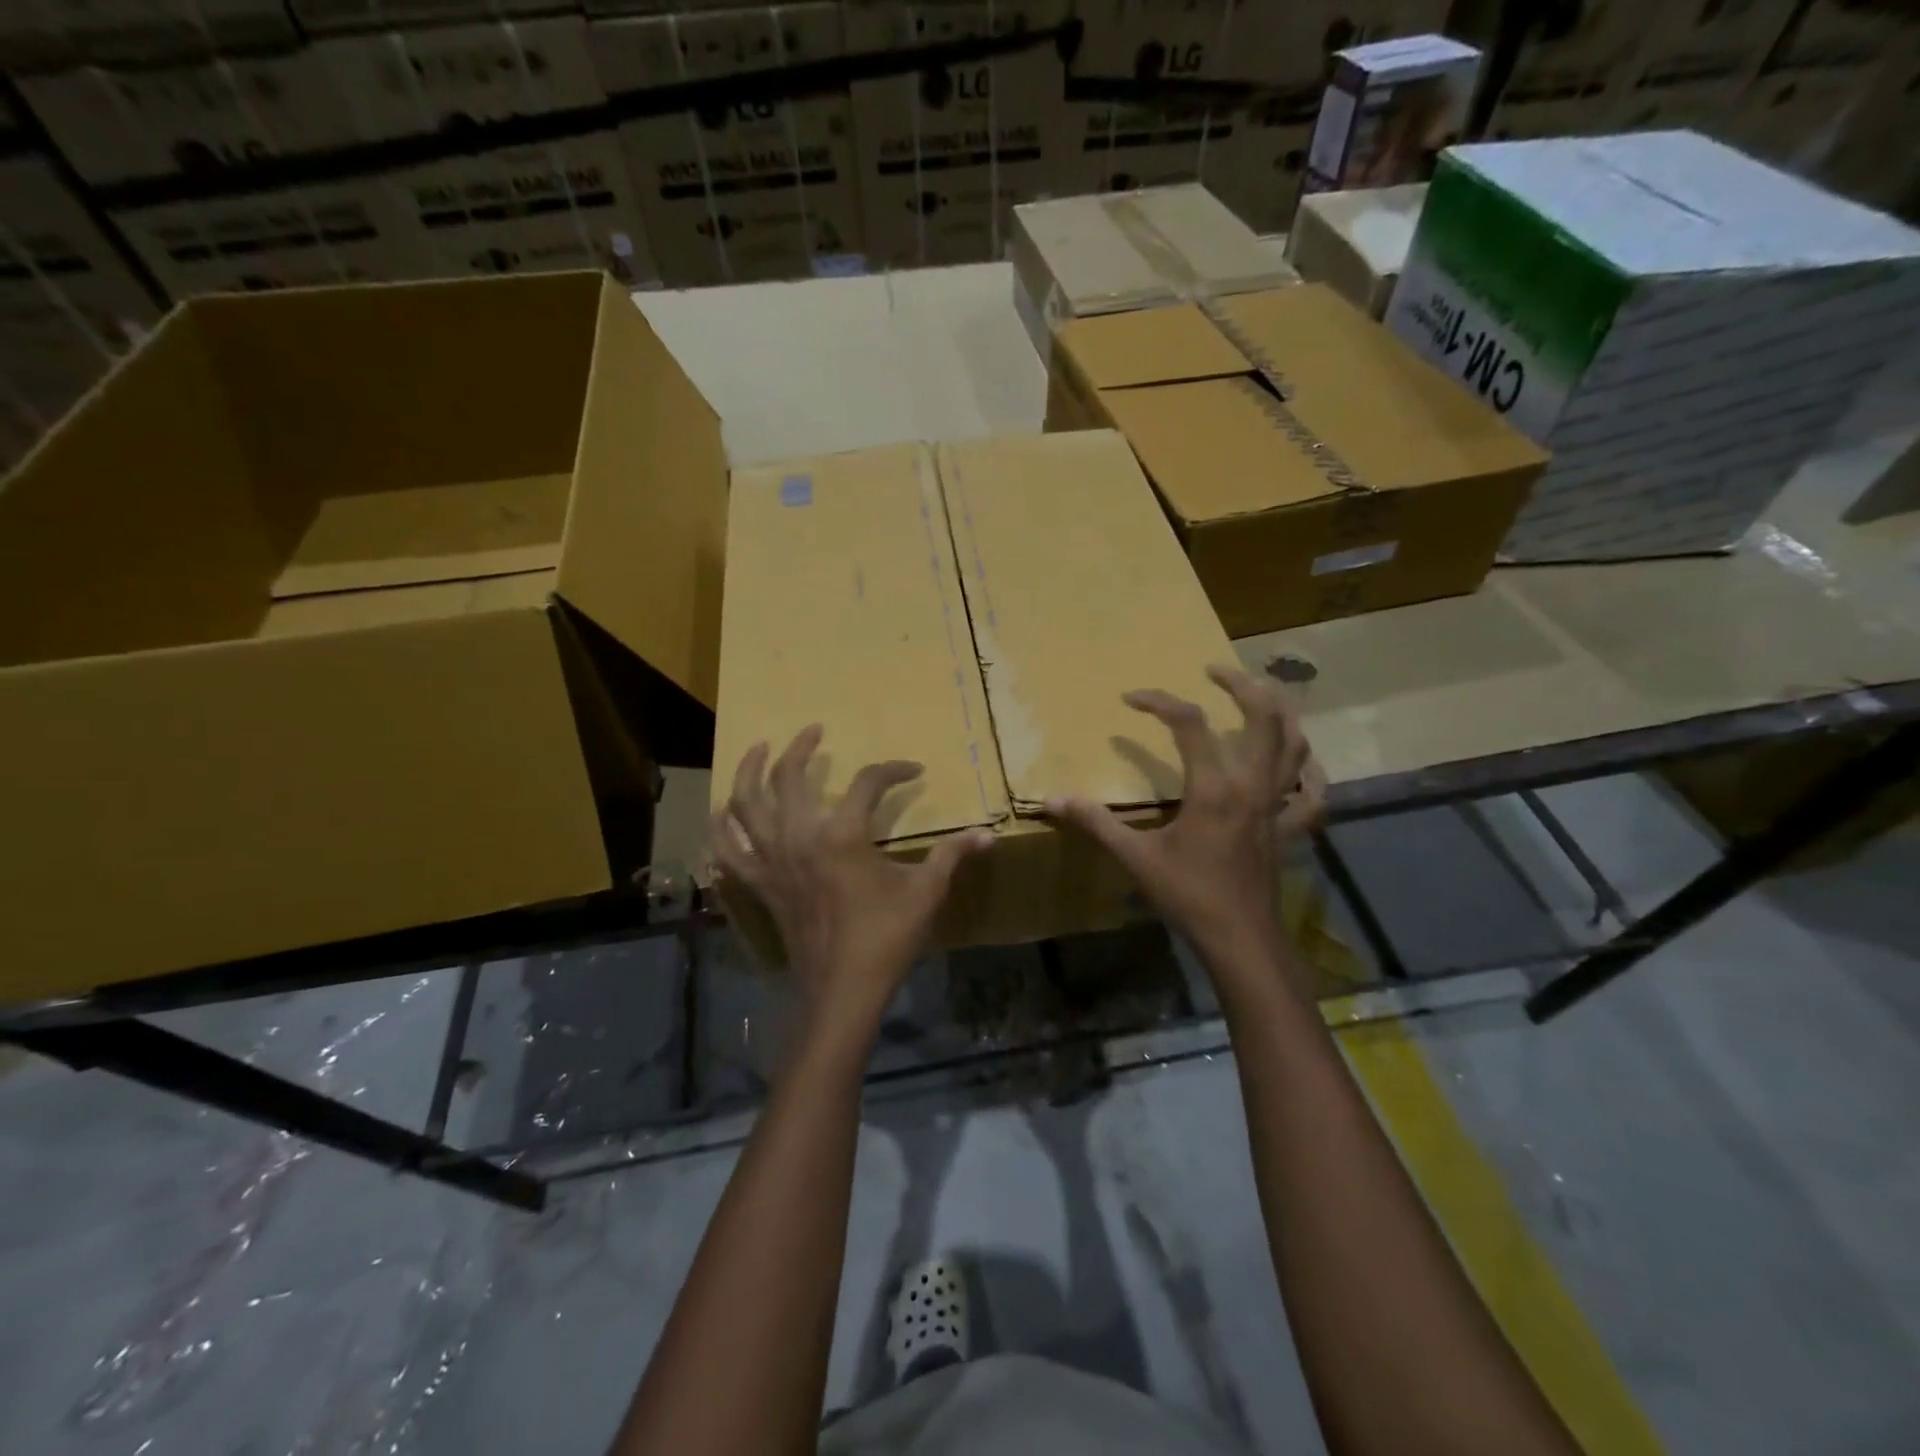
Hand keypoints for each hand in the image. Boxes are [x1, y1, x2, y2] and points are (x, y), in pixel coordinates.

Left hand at [711, 725, 991, 1036]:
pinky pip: (727, 849)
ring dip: (749, 770)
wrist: (843, 989)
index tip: (914, 771)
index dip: (894, 770)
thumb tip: (988, 835)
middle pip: (788, 776)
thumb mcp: (926, 892)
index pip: (869, 782)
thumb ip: (952, 855)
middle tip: (814, 731)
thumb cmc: (886, 937)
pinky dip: (722, 827)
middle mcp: (798, 837)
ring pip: (745, 803)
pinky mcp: (759, 884)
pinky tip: (725, 810)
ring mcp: (771, 860)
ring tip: (760, 749)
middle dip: (801, 747)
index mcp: (842, 835)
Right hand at [1045, 666, 1324, 970]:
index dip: (1159, 702)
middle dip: (1242, 685)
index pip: (1189, 724)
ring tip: (1261, 695)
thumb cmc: (1189, 896)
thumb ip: (1095, 824)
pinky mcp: (1288, 829)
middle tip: (1214, 670)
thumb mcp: (1136, 857)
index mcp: (1214, 788)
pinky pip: (1311, 794)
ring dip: (1281, 713)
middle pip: (1264, 717)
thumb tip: (1052, 800)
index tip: (1130, 699)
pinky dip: (1309, 773)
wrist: (1241, 941)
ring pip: (1295, 745)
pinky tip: (1301, 764)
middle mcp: (1253, 785)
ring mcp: (1277, 806)